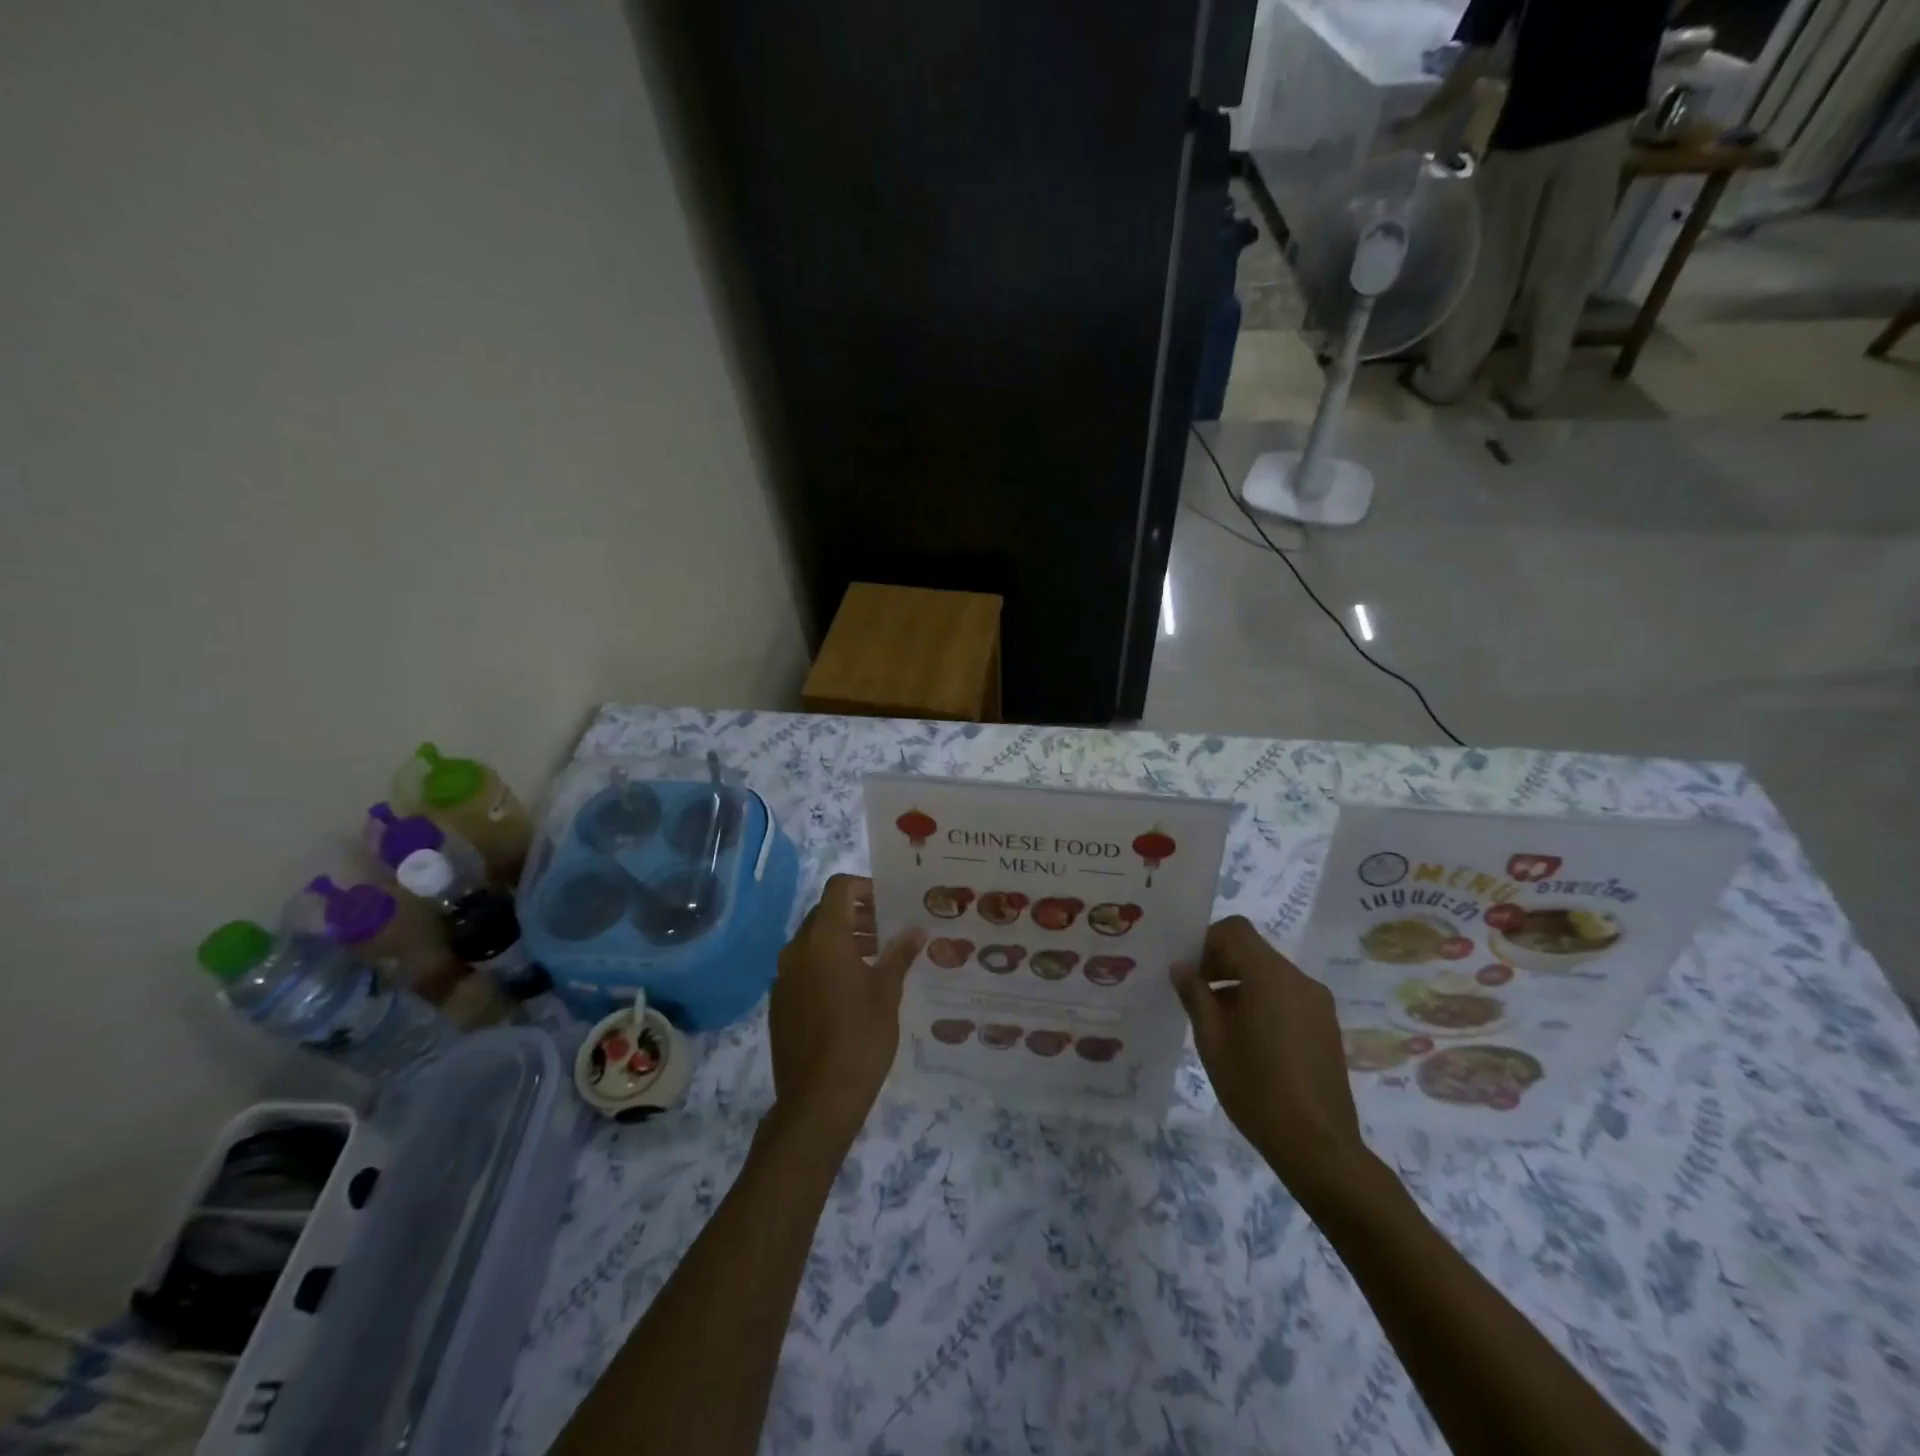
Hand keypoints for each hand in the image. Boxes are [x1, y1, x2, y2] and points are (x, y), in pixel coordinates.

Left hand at [769, 874, 923, 1140]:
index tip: (889, 903)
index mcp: (824, 938)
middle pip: (825, 913)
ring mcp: (783, 976)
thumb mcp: (887, 993)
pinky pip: (804, 967)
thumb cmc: (860, 1038)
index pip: (838, 888)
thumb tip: (916, 930)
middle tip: (888, 931)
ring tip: (876, 959)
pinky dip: (826, 963)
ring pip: (814, 941)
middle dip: (857, 916)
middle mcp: (797, 949)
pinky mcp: (779, 1001)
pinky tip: (851, 990)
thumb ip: (899, 954)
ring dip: (843, 940)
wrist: (817, 1100)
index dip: (864, 887)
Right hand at [1173, 917, 1369, 1201]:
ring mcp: (1317, 1003)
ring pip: (1270, 973)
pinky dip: (1262, 1000)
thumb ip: (1195, 995)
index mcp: (1270, 976)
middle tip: (1195, 994)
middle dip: (1221, 963)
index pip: (1235, 930)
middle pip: (1253, 950)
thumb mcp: (1212, 1040)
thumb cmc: (1256, 1088)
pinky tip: (1248, 1038)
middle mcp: (1299, 979)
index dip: (1206, 940)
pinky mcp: (1326, 1025)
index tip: (1188, 970)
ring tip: (1218, 1020)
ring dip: (1240, 983)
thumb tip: (1181, 967)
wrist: (1318, 1146)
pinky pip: (1287, 995)